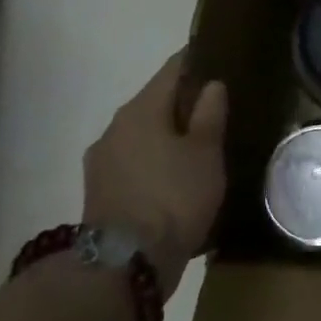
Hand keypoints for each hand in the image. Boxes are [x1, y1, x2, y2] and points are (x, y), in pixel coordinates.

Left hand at [83, 51, 226, 297]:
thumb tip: (211, 85)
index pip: (172, 70)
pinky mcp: (101, 191)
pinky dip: (156, 160)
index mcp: (140, 109)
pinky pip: (136, 161)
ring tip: (200, 144)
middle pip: (155, 102)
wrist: (126, 263)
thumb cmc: (174, 196)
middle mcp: (115, 127)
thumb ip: (209, 114)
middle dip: (183, 102)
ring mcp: (103, 161)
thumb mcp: (205, 152)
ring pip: (143, 133)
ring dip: (168, 134)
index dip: (197, 60)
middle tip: (218, 106)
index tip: (219, 57)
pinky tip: (177, 174)